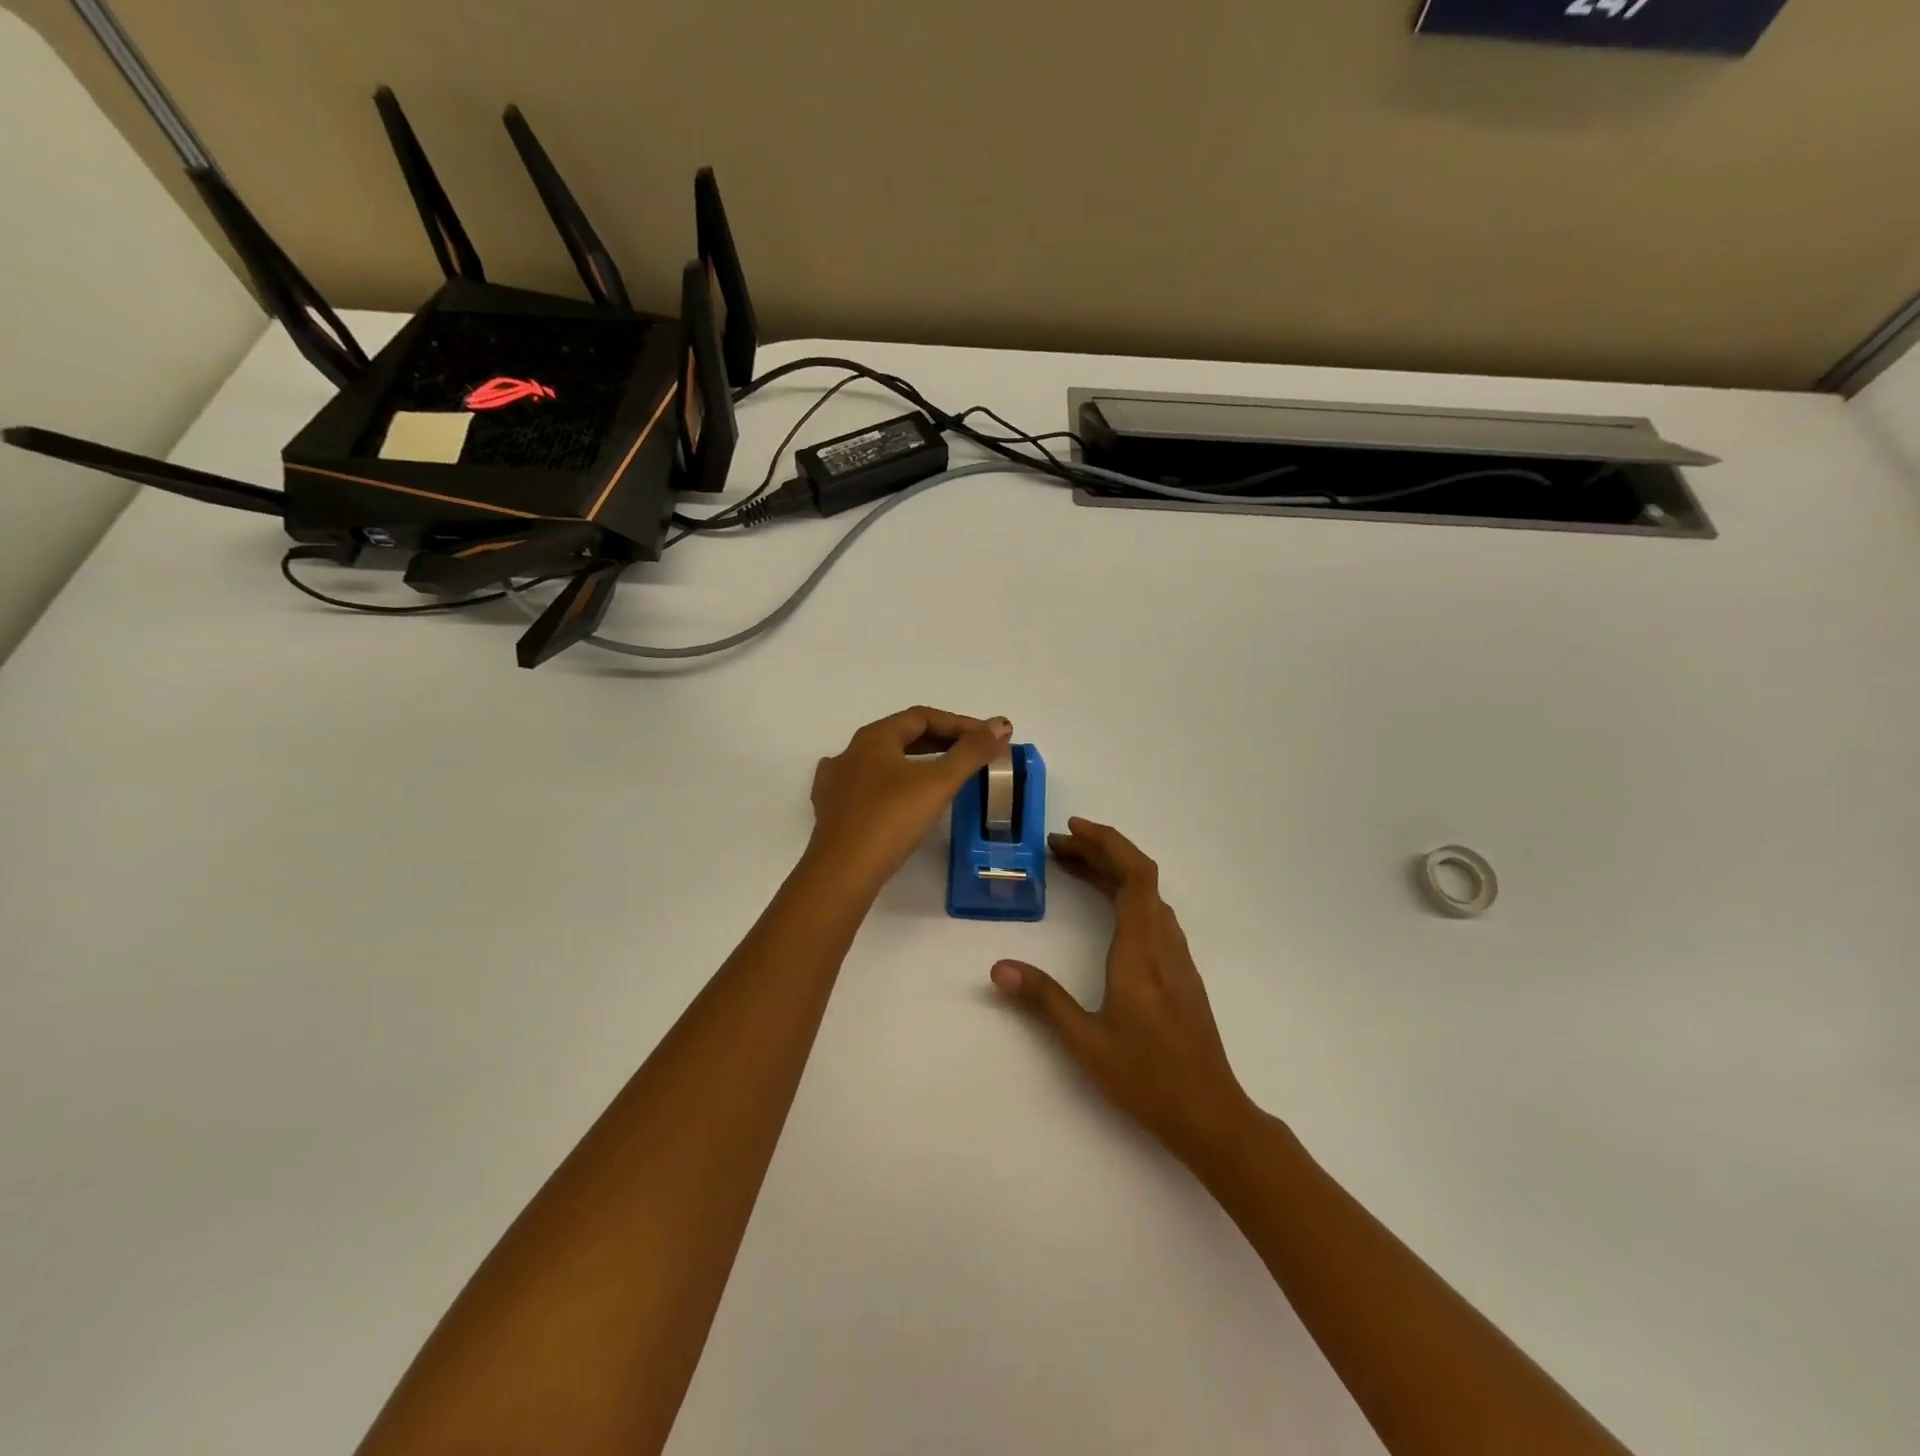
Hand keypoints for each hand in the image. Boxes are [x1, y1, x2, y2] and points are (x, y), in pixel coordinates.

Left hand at [808, 706, 1011, 893]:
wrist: (843, 870)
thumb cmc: (892, 818)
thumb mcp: (938, 782)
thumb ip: (972, 751)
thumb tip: (1001, 724)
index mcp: (875, 737)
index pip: (922, 717)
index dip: (959, 724)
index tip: (987, 738)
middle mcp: (851, 751)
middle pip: (901, 735)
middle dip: (939, 741)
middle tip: (970, 754)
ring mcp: (836, 781)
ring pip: (881, 760)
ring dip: (912, 761)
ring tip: (937, 773)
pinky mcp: (831, 810)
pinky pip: (862, 785)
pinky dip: (885, 783)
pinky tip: (888, 792)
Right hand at [991, 818, 1255, 1169]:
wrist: (1210, 1113)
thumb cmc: (1147, 1076)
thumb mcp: (1085, 1041)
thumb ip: (1043, 999)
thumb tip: (999, 968)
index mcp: (1141, 950)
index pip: (1134, 875)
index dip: (1107, 843)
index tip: (1071, 830)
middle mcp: (1163, 944)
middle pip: (1140, 877)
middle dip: (1099, 852)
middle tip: (1057, 847)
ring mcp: (1176, 958)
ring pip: (1148, 896)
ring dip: (1113, 872)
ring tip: (1074, 869)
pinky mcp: (1180, 973)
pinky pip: (1153, 915)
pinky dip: (1126, 896)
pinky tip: (1106, 911)